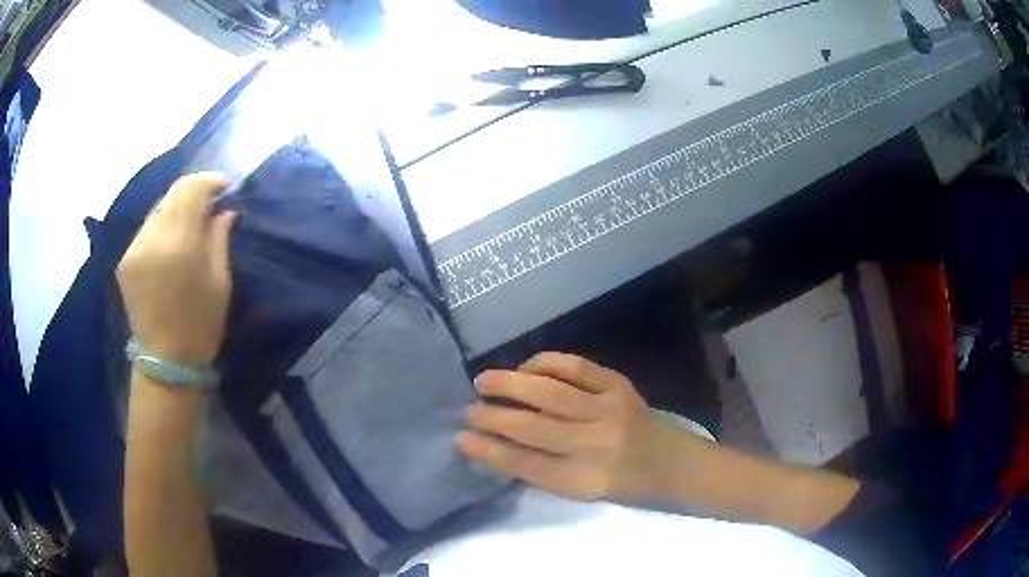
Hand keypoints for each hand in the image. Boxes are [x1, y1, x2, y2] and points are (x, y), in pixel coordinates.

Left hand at [116, 173, 236, 366]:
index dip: (210, 181)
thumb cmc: (200, 326)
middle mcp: (150, 238)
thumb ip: (219, 238)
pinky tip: (172, 238)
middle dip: (194, 190)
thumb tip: (224, 210)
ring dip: (177, 206)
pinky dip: (162, 223)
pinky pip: (147, 227)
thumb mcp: (220, 282)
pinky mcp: (124, 259)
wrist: (165, 363)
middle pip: (172, 193)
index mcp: (177, 244)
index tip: (225, 186)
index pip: (191, 189)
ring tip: (192, 219)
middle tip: (211, 199)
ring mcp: (133, 248)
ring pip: (158, 208)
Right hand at [456, 352, 676, 502]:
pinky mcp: (620, 387)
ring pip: (550, 393)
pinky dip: (547, 364)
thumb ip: (545, 472)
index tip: (461, 439)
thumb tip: (498, 446)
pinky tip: (526, 366)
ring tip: (482, 381)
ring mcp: (610, 411)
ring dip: (511, 384)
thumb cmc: (626, 486)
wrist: (675, 462)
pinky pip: (578, 368)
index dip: (489, 451)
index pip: (525, 465)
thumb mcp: (584, 492)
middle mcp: (596, 446)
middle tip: (467, 410)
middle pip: (533, 428)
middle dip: (492, 417)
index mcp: (585, 481)